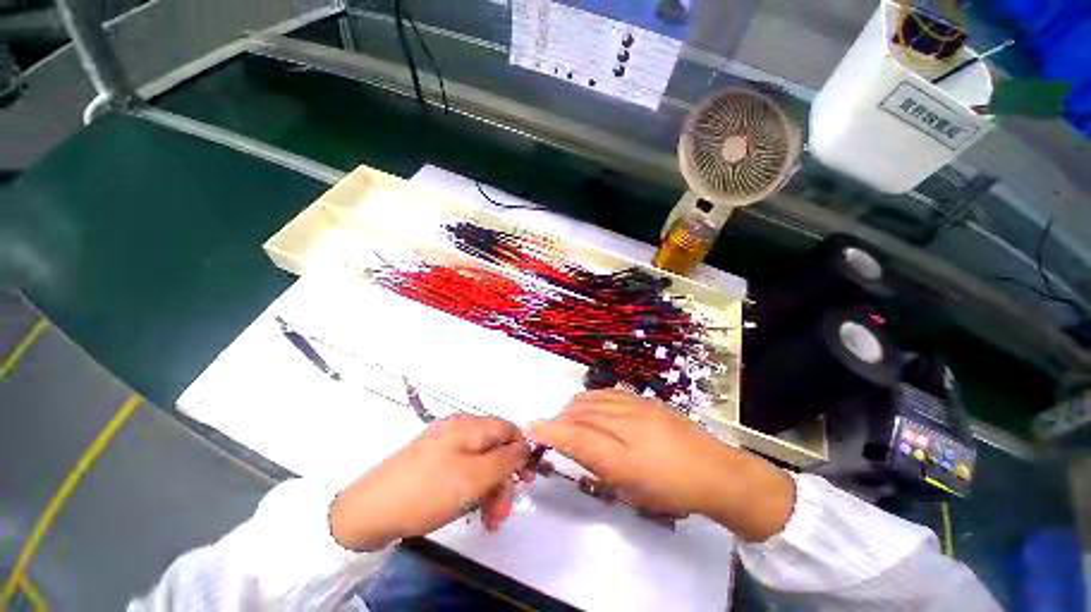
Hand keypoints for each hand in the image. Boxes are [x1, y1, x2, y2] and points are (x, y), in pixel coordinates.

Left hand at [329, 415, 532, 550]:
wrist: (367, 512)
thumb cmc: (427, 491)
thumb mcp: (474, 477)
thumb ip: (506, 459)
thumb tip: (525, 446)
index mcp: (469, 425)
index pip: (508, 428)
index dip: (521, 451)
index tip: (527, 480)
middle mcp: (458, 429)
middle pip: (494, 448)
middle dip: (503, 480)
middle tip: (501, 514)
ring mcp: (443, 445)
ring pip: (479, 463)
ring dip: (488, 490)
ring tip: (487, 522)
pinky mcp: (432, 462)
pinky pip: (462, 471)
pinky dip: (471, 490)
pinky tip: (468, 510)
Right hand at [528, 390, 794, 541]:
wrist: (716, 471)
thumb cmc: (670, 487)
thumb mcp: (630, 485)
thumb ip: (596, 461)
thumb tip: (570, 443)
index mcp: (622, 450)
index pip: (574, 434)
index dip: (549, 430)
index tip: (529, 427)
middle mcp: (625, 420)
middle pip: (581, 412)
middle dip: (561, 419)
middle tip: (554, 431)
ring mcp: (637, 405)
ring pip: (594, 399)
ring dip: (575, 407)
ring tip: (570, 418)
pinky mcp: (646, 400)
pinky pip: (610, 392)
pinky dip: (593, 398)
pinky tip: (593, 405)